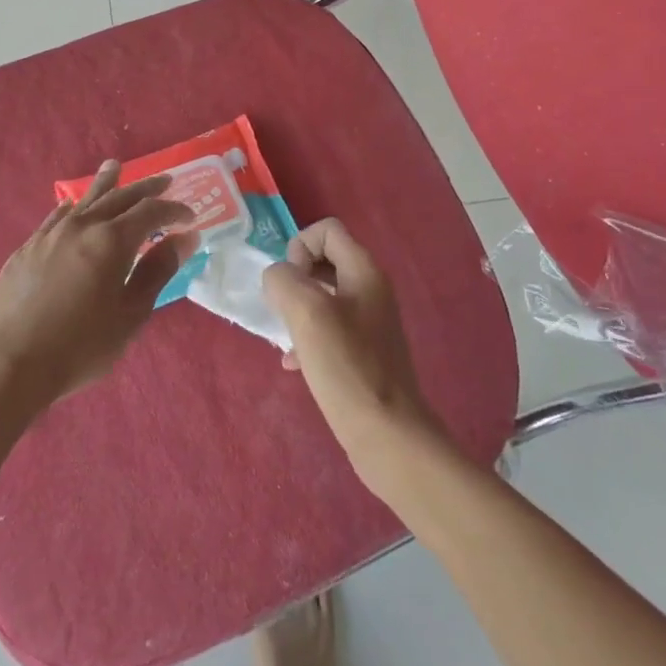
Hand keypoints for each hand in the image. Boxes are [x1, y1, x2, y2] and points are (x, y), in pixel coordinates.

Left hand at [0, 161, 197, 408]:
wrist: (7, 362)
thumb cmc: (79, 346)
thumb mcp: (130, 314)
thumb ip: (158, 271)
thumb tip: (184, 238)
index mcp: (112, 240)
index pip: (150, 211)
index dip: (173, 210)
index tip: (190, 218)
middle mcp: (82, 226)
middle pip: (119, 197)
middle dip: (146, 189)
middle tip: (166, 181)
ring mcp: (50, 234)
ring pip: (84, 200)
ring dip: (105, 183)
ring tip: (115, 167)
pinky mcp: (28, 248)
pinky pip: (57, 216)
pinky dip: (73, 207)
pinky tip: (73, 207)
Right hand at [263, 219, 446, 498]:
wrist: (387, 435)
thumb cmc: (347, 367)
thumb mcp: (307, 312)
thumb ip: (284, 281)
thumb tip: (278, 278)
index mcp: (364, 271)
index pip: (327, 230)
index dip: (299, 246)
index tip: (290, 282)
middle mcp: (371, 289)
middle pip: (324, 260)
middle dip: (295, 279)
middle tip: (282, 309)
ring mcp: (370, 321)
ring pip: (323, 297)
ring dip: (297, 309)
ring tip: (285, 337)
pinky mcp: (365, 352)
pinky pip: (328, 328)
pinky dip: (308, 337)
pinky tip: (295, 363)